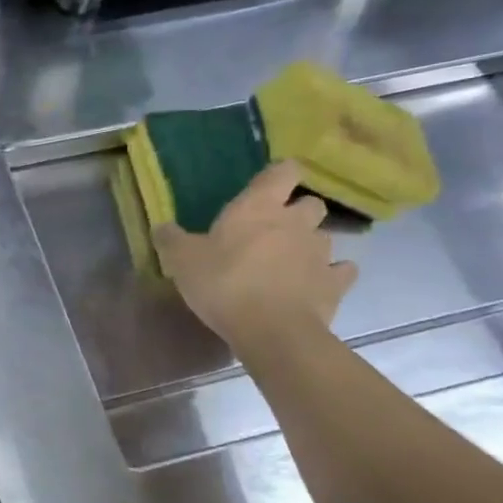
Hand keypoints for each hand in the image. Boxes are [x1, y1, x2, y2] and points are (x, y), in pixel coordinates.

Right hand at [152, 159, 356, 349]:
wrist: (272, 331)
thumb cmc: (224, 283)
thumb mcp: (181, 260)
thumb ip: (171, 239)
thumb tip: (161, 227)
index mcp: (259, 207)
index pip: (283, 171)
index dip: (279, 174)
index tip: (268, 185)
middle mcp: (296, 222)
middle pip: (311, 203)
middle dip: (298, 212)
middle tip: (274, 230)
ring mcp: (321, 253)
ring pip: (325, 237)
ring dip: (310, 245)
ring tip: (290, 263)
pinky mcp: (335, 284)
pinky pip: (341, 272)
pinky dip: (331, 275)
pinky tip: (315, 284)